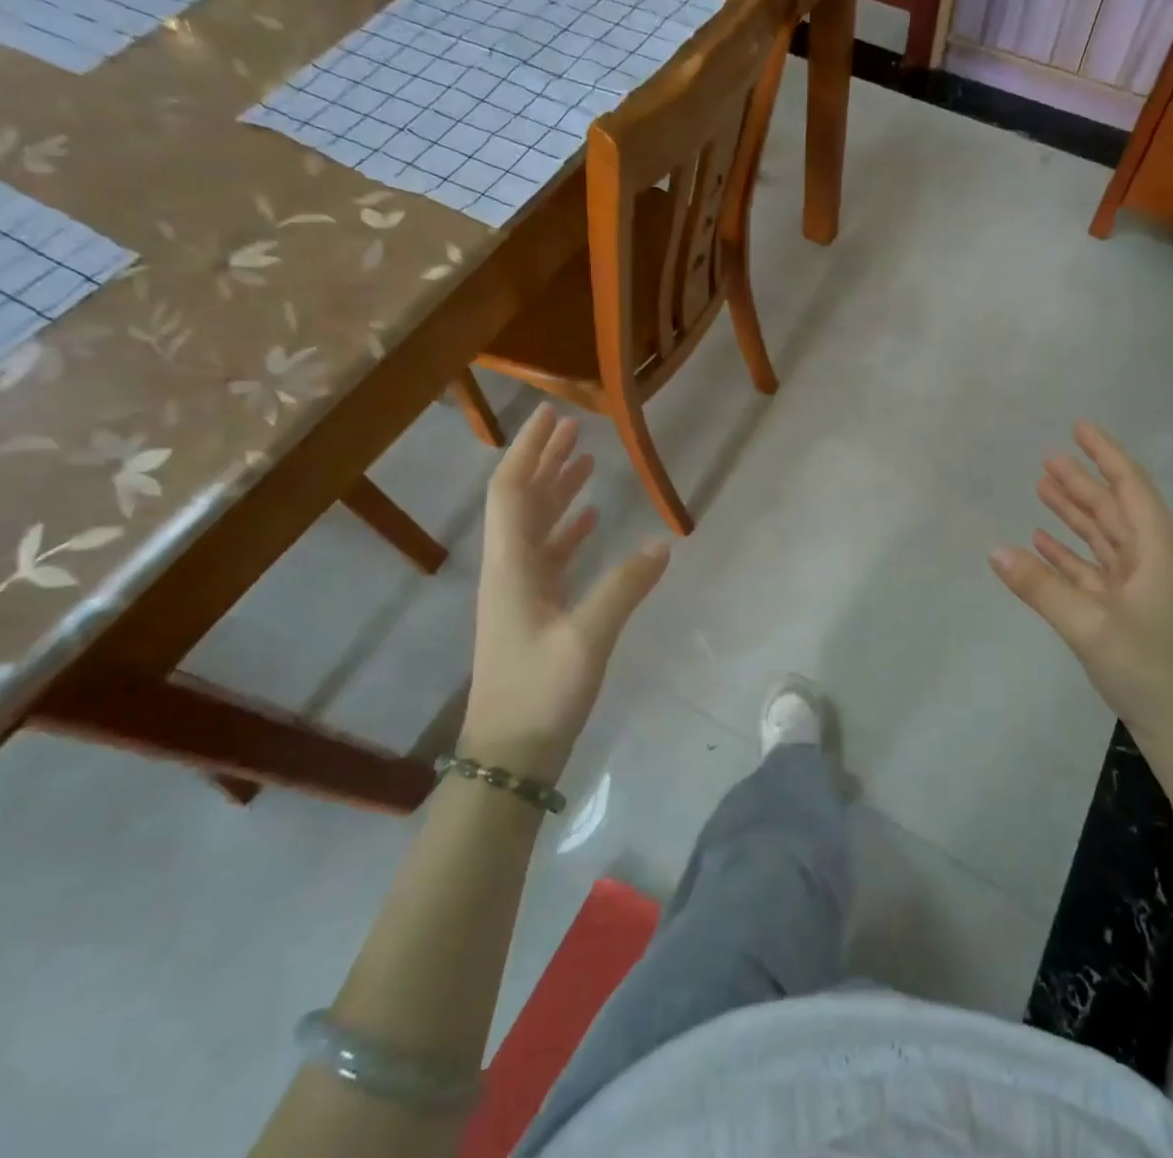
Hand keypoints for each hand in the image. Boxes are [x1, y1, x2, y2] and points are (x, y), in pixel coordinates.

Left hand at [464, 405, 668, 781]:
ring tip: (586, 461)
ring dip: (558, 491)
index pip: (511, 491)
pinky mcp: (535, 611)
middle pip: (522, 501)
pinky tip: (593, 520)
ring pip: (537, 526)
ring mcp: (521, 591)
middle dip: (545, 460)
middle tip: (574, 427)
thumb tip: (663, 545)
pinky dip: (569, 530)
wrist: (509, 756)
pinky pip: (551, 556)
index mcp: (511, 566)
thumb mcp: (588, 638)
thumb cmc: (541, 693)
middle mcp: (510, 570)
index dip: (529, 450)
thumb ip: (625, 587)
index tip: (553, 416)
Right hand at [990, 421, 1172, 757]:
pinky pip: (1092, 571)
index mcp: (1155, 554)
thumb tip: (995, 549)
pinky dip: (1068, 555)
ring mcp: (1138, 590)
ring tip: (1042, 489)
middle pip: (1112, 510)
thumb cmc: (1149, 670)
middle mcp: (1149, 564)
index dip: (1105, 455)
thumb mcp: (1090, 626)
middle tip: (1047, 459)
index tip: (1079, 428)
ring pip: (1102, 539)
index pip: (1130, 489)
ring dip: (1073, 515)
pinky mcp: (1125, 614)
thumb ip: (1041, 587)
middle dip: (1082, 483)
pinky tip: (1041, 544)